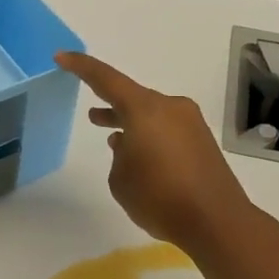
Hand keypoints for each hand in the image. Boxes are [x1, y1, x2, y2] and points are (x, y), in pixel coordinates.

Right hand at [56, 52, 254, 253]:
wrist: (217, 221)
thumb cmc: (160, 198)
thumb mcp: (121, 180)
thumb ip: (119, 156)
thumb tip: (129, 145)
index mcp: (145, 109)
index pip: (106, 79)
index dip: (82, 67)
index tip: (62, 57)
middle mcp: (170, 108)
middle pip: (133, 97)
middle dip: (110, 104)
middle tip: (91, 114)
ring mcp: (190, 123)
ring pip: (151, 114)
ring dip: (130, 122)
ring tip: (108, 133)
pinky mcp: (201, 142)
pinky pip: (167, 129)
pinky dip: (149, 135)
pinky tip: (138, 154)